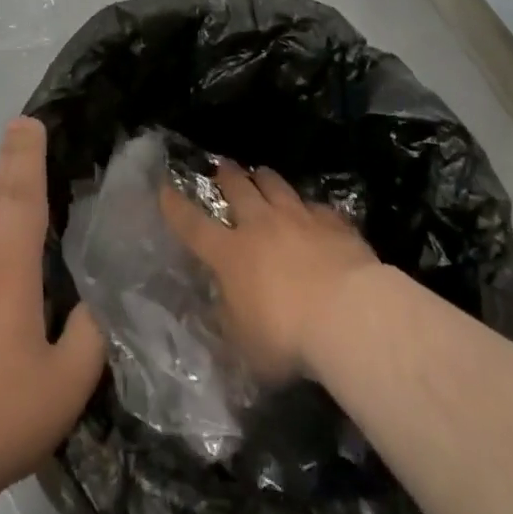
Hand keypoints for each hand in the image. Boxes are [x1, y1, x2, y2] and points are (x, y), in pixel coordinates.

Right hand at [160, 159, 380, 383]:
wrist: (347, 313)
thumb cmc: (287, 337)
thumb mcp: (245, 345)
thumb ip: (231, 321)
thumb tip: (224, 307)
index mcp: (231, 254)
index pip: (193, 226)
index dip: (176, 207)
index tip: (165, 188)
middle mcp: (261, 225)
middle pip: (238, 189)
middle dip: (227, 176)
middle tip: (222, 168)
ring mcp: (298, 217)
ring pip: (275, 185)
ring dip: (264, 179)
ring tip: (260, 173)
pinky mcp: (332, 221)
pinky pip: (315, 206)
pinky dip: (309, 207)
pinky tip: (313, 210)